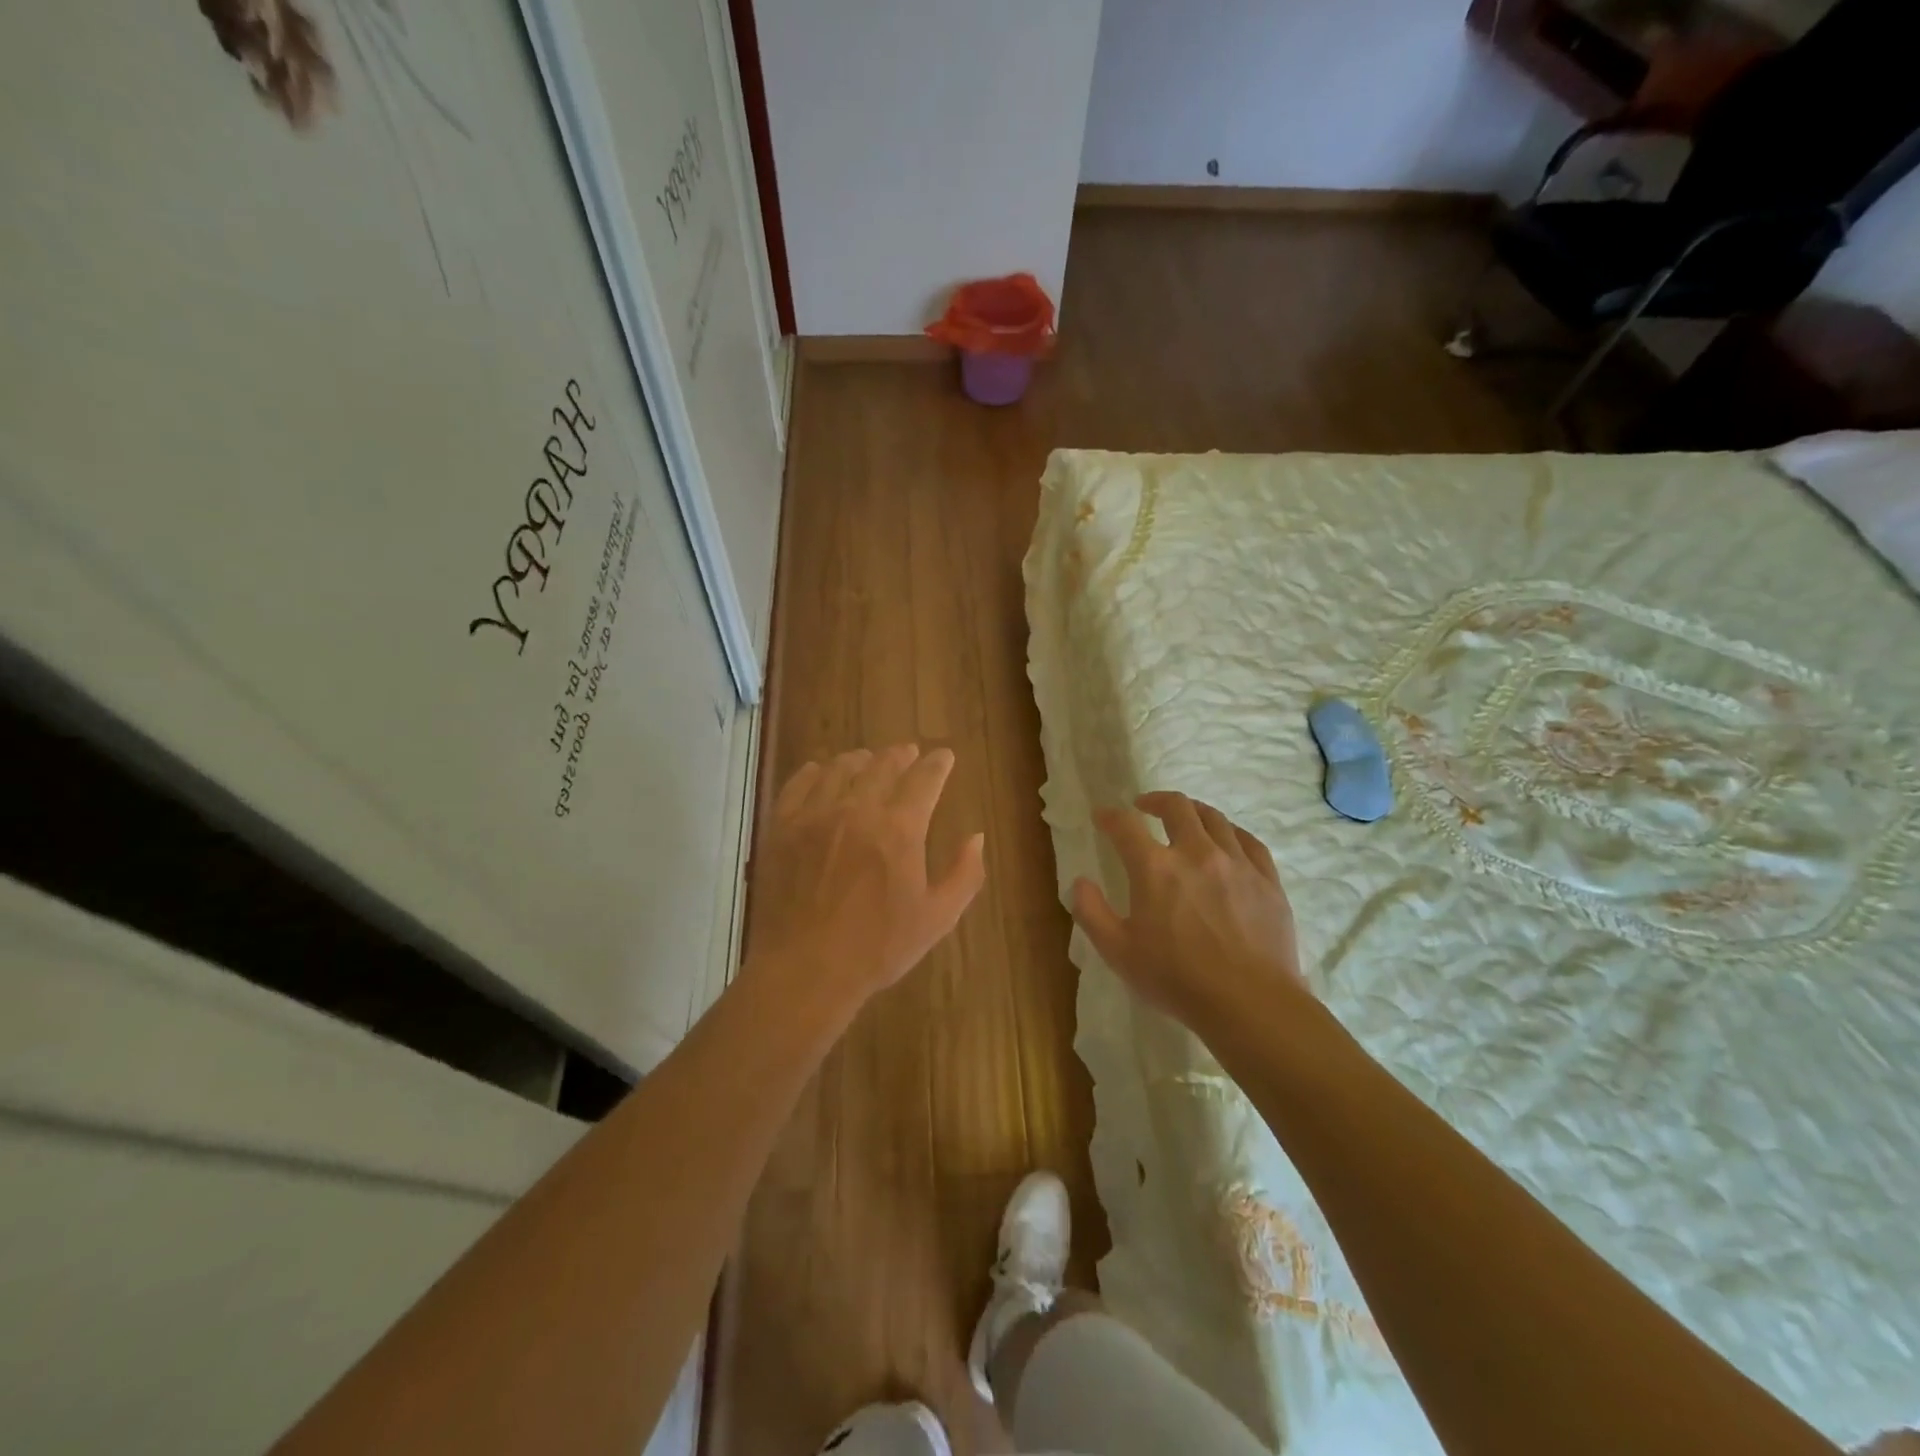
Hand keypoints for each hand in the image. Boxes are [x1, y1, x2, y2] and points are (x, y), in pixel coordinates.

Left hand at [743, 746, 986, 1022]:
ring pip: (840, 768)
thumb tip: (977, 837)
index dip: (938, 764)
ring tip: (867, 760)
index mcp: (900, 828)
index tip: (944, 756)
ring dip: (860, 760)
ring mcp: (815, 815)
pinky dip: (815, 772)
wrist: (805, 969)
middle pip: (882, 765)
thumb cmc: (877, 948)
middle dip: (900, 755)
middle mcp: (858, 809)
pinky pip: (799, 784)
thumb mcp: (937, 918)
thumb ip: (964, 874)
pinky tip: (820, 772)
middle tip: (908, 753)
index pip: (925, 779)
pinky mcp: (782, 827)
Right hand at [1071, 791, 1306, 1028]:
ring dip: (1193, 811)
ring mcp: (1236, 863)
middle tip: (1144, 806)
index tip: (1102, 816)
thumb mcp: (1118, 952)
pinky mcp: (1267, 880)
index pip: (1125, 826)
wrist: (1250, 1003)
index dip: (1109, 816)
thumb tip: (1080, 882)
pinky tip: (1228, 840)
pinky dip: (1231, 832)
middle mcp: (1195, 852)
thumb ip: (1092, 912)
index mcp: (1155, 868)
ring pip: (1214, 818)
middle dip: (1155, 800)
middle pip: (1176, 806)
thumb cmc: (1176, 979)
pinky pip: (1249, 841)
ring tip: (1185, 817)